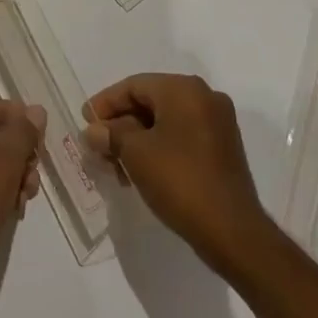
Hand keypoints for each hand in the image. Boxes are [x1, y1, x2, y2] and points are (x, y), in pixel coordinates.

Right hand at [84, 73, 273, 273]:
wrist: (232, 231)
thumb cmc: (179, 180)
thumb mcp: (135, 153)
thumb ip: (110, 134)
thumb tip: (94, 131)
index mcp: (184, 89)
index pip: (134, 86)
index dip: (105, 103)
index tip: (85, 123)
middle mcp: (205, 97)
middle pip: (150, 102)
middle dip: (120, 124)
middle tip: (98, 146)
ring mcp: (218, 124)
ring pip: (165, 122)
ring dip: (136, 139)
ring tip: (116, 166)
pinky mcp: (223, 149)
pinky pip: (181, 137)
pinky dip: (158, 148)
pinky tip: (140, 171)